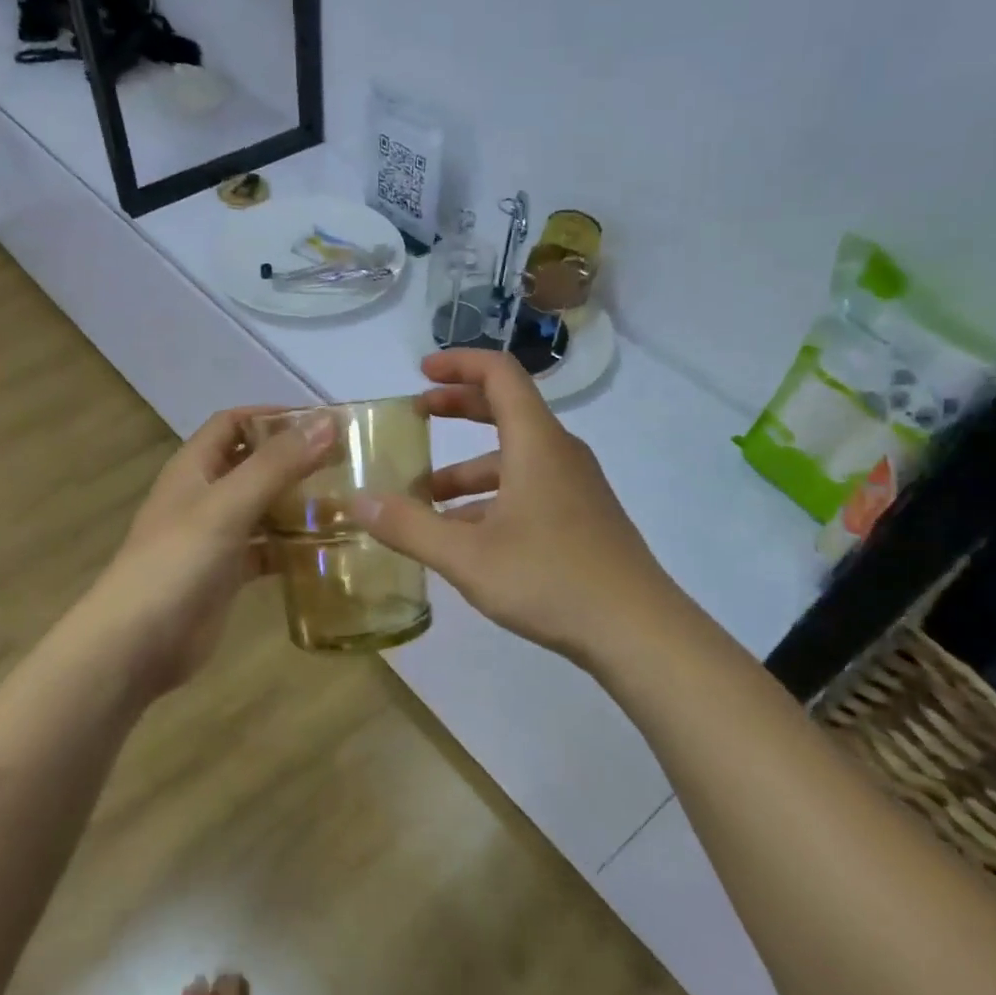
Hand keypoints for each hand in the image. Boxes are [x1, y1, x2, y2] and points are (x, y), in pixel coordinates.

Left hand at [80, 406, 333, 696]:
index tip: (321, 423)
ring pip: (262, 508)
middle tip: (345, 463)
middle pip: (252, 464)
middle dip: (294, 459)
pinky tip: (324, 551)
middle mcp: (204, 496)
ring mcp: (214, 537)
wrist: (136, 645)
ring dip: (297, 503)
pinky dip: (291, 547)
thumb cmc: (177, 563)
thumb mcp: (228, 505)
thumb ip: (278, 464)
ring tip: (346, 504)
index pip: (233, 423)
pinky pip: (265, 550)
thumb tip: (328, 421)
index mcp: (194, 468)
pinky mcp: (226, 574)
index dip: (272, 416)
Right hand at [355, 351, 685, 663]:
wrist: (638, 631)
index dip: (459, 363)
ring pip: (514, 459)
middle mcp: (559, 453)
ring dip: (468, 469)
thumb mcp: (467, 556)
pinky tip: (466, 537)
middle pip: (506, 410)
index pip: (500, 374)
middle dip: (458, 407)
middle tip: (418, 414)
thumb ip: (410, 527)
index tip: (422, 371)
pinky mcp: (582, 517)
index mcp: (536, 443)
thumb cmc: (550, 580)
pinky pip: (529, 488)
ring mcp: (575, 486)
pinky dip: (492, 497)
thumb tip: (357, 501)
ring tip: (425, 498)